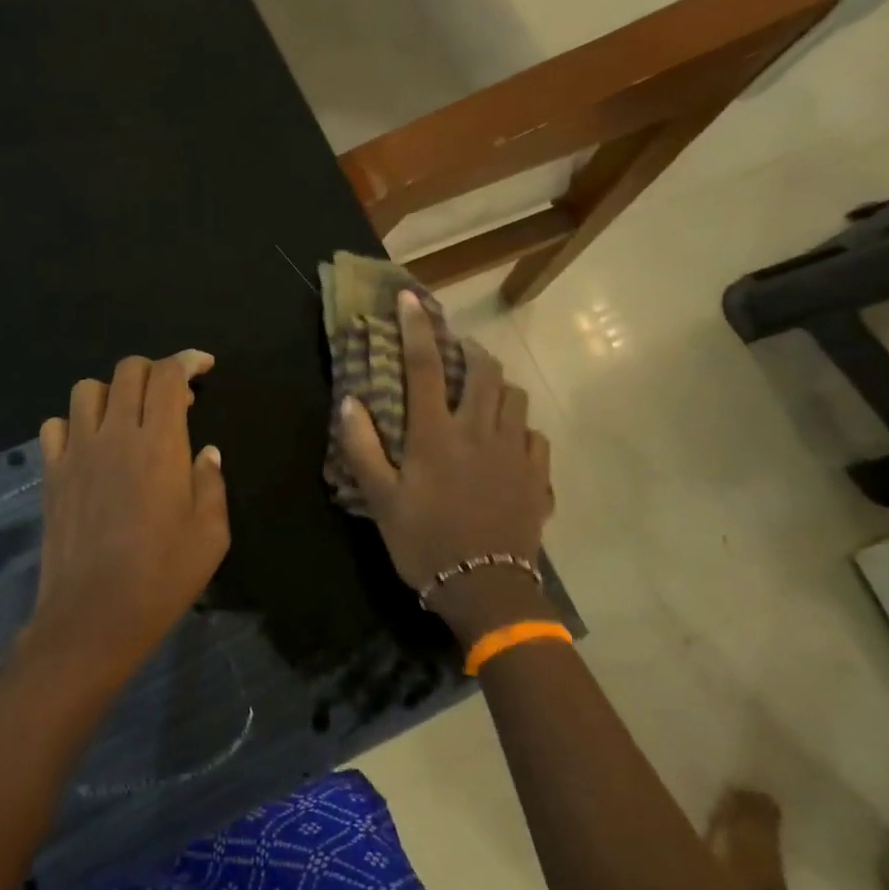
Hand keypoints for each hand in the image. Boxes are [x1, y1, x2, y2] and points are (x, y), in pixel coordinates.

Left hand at [24, 350, 229, 689]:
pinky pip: (54, 426)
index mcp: (160, 444)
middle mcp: (115, 434)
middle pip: (128, 371)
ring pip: (87, 390)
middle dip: (154, 371)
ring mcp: (77, 452)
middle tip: (172, 398)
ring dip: (112, 393)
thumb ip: (211, 483)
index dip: (187, 360)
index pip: (168, 375)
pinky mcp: (51, 474)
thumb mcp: (211, 534)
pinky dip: (74, 424)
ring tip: (128, 418)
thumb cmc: (162, 577)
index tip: (203, 366)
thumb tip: (205, 452)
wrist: (93, 617)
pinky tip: (89, 446)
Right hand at [339, 290, 555, 643]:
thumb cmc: (424, 543)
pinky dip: (520, 430)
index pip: (425, 367)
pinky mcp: (538, 477)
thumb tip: (350, 401)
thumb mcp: (381, 500)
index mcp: (436, 435)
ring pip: (516, 398)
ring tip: (482, 396)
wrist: (486, 591)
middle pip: (484, 371)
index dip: (417, 328)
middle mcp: (480, 432)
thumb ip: (363, 447)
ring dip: (497, 387)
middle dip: (470, 351)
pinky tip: (508, 444)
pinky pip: (535, 438)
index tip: (410, 298)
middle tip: (456, 353)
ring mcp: (515, 453)